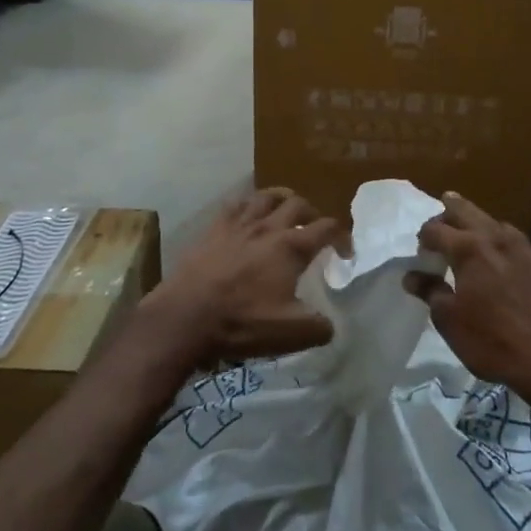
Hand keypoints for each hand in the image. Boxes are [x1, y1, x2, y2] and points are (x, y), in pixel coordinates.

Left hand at [145, 187, 342, 368]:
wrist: (184, 317)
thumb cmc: (241, 322)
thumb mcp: (290, 334)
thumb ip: (318, 327)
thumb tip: (329, 324)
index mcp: (291, 247)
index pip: (326, 228)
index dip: (342, 237)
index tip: (345, 252)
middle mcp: (268, 227)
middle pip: (298, 204)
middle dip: (312, 213)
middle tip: (314, 229)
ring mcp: (238, 225)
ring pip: (266, 196)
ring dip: (281, 200)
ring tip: (285, 211)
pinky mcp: (213, 229)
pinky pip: (235, 205)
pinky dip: (248, 205)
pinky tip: (247, 216)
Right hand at [405, 192, 530, 408]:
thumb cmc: (490, 341)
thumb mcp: (449, 319)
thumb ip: (429, 290)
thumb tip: (411, 276)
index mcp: (468, 248)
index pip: (436, 230)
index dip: (423, 238)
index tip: (420, 253)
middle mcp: (494, 237)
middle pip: (464, 210)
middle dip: (446, 213)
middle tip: (436, 225)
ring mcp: (520, 246)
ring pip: (489, 219)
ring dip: (471, 220)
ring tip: (462, 233)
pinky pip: (509, 235)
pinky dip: (494, 235)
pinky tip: (493, 251)